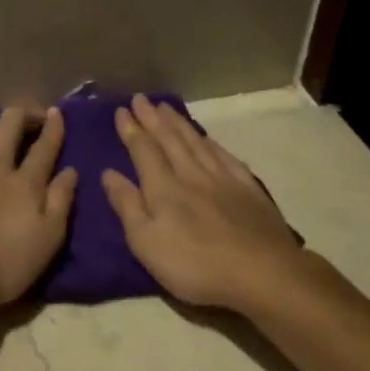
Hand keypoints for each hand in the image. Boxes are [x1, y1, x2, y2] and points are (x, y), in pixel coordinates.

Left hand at [0, 106, 77, 308]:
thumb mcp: (45, 241)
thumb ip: (60, 202)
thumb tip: (70, 170)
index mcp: (25, 181)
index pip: (45, 145)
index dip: (53, 127)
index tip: (57, 114)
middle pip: (11, 125)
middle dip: (25, 116)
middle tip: (33, 120)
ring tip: (4, 133)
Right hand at [101, 95, 302, 310]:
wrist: (260, 272)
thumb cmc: (194, 265)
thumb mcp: (146, 243)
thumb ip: (127, 206)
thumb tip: (108, 174)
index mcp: (163, 189)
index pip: (143, 151)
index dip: (131, 130)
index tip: (121, 110)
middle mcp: (192, 175)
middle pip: (170, 140)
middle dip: (153, 119)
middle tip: (141, 98)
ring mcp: (223, 180)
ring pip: (196, 143)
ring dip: (179, 124)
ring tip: (167, 108)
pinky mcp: (248, 189)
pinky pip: (225, 157)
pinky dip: (211, 143)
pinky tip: (207, 138)